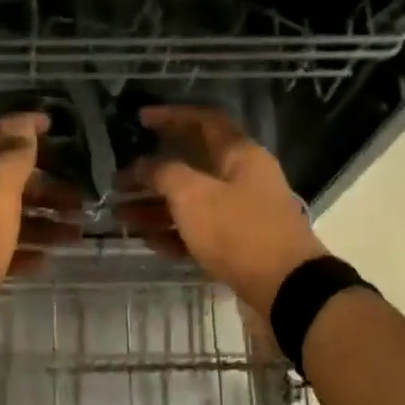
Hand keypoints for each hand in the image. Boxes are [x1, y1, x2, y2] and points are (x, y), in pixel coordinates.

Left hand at [0, 112, 70, 370]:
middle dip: (42, 184)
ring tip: (76, 232)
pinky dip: (24, 248)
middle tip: (80, 195)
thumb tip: (23, 124)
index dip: (19, 128)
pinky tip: (48, 258)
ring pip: (4, 217)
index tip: (54, 127)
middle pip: (1, 180)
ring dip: (41, 219)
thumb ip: (10, 162)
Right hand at [120, 106, 328, 313]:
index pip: (204, 121)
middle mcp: (243, 179)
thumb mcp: (194, 196)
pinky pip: (200, 232)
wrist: (286, 287)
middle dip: (152, 174)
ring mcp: (242, 214)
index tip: (139, 120)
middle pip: (191, 167)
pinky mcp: (238, 245)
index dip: (171, 116)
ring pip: (192, 203)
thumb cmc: (238, 231)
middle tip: (118, 182)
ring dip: (156, 207)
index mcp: (240, 155)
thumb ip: (165, 174)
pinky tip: (148, 242)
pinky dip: (174, 234)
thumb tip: (146, 165)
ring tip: (121, 216)